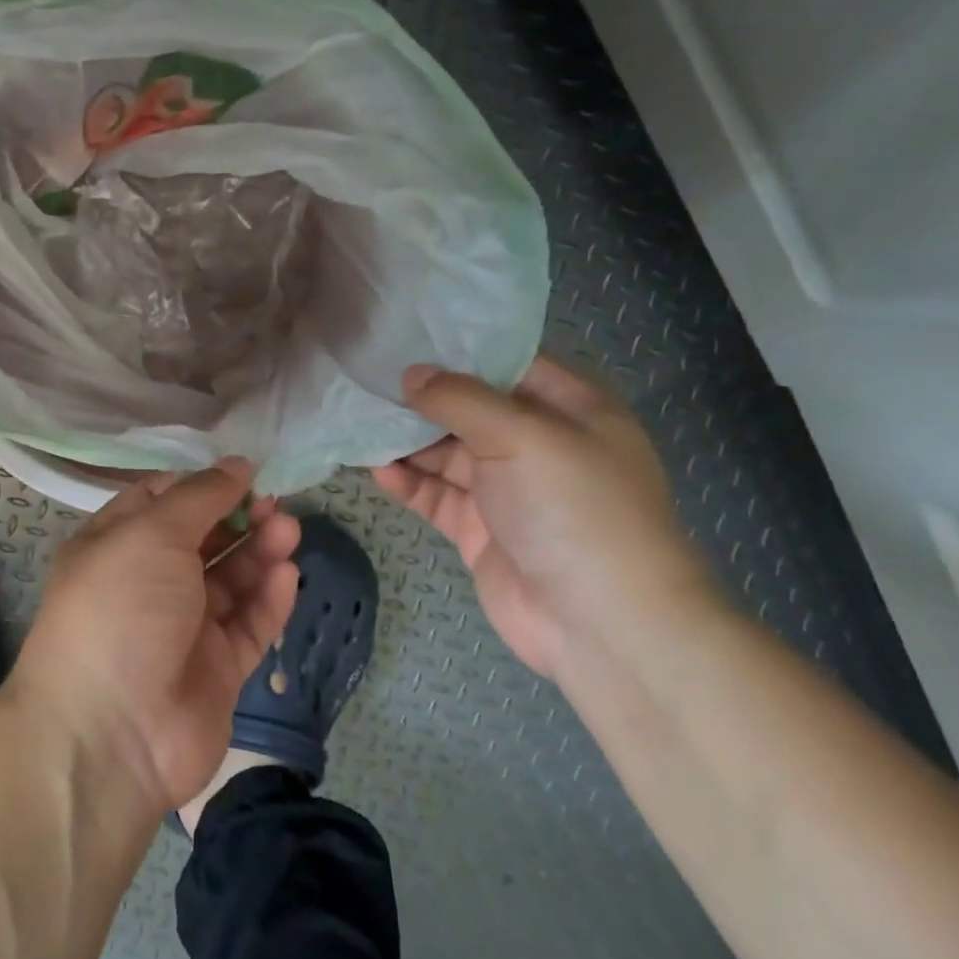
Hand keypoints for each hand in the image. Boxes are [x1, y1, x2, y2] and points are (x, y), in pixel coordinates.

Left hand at [14, 460, 300, 811]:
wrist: (111, 733)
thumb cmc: (121, 607)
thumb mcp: (152, 533)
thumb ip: (199, 496)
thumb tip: (236, 464)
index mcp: (116, 545)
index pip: (161, 501)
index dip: (201, 485)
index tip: (243, 474)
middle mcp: (147, 583)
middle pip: (202, 540)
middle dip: (239, 517)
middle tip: (275, 503)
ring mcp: (182, 629)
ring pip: (230, 581)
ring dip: (260, 553)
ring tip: (290, 530)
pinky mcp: (215, 670)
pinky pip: (248, 626)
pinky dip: (268, 600)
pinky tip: (288, 575)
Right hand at [373, 357, 714, 679]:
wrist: (601, 624)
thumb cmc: (574, 509)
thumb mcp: (522, 436)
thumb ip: (460, 399)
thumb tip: (411, 375)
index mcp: (569, 409)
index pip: (508, 364)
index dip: (459, 349)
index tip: (403, 333)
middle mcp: (538, 444)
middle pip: (469, 408)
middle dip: (421, 397)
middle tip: (366, 379)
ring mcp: (507, 489)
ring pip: (446, 453)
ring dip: (406, 442)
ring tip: (358, 422)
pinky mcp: (480, 529)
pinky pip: (437, 495)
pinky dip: (408, 483)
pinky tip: (376, 471)